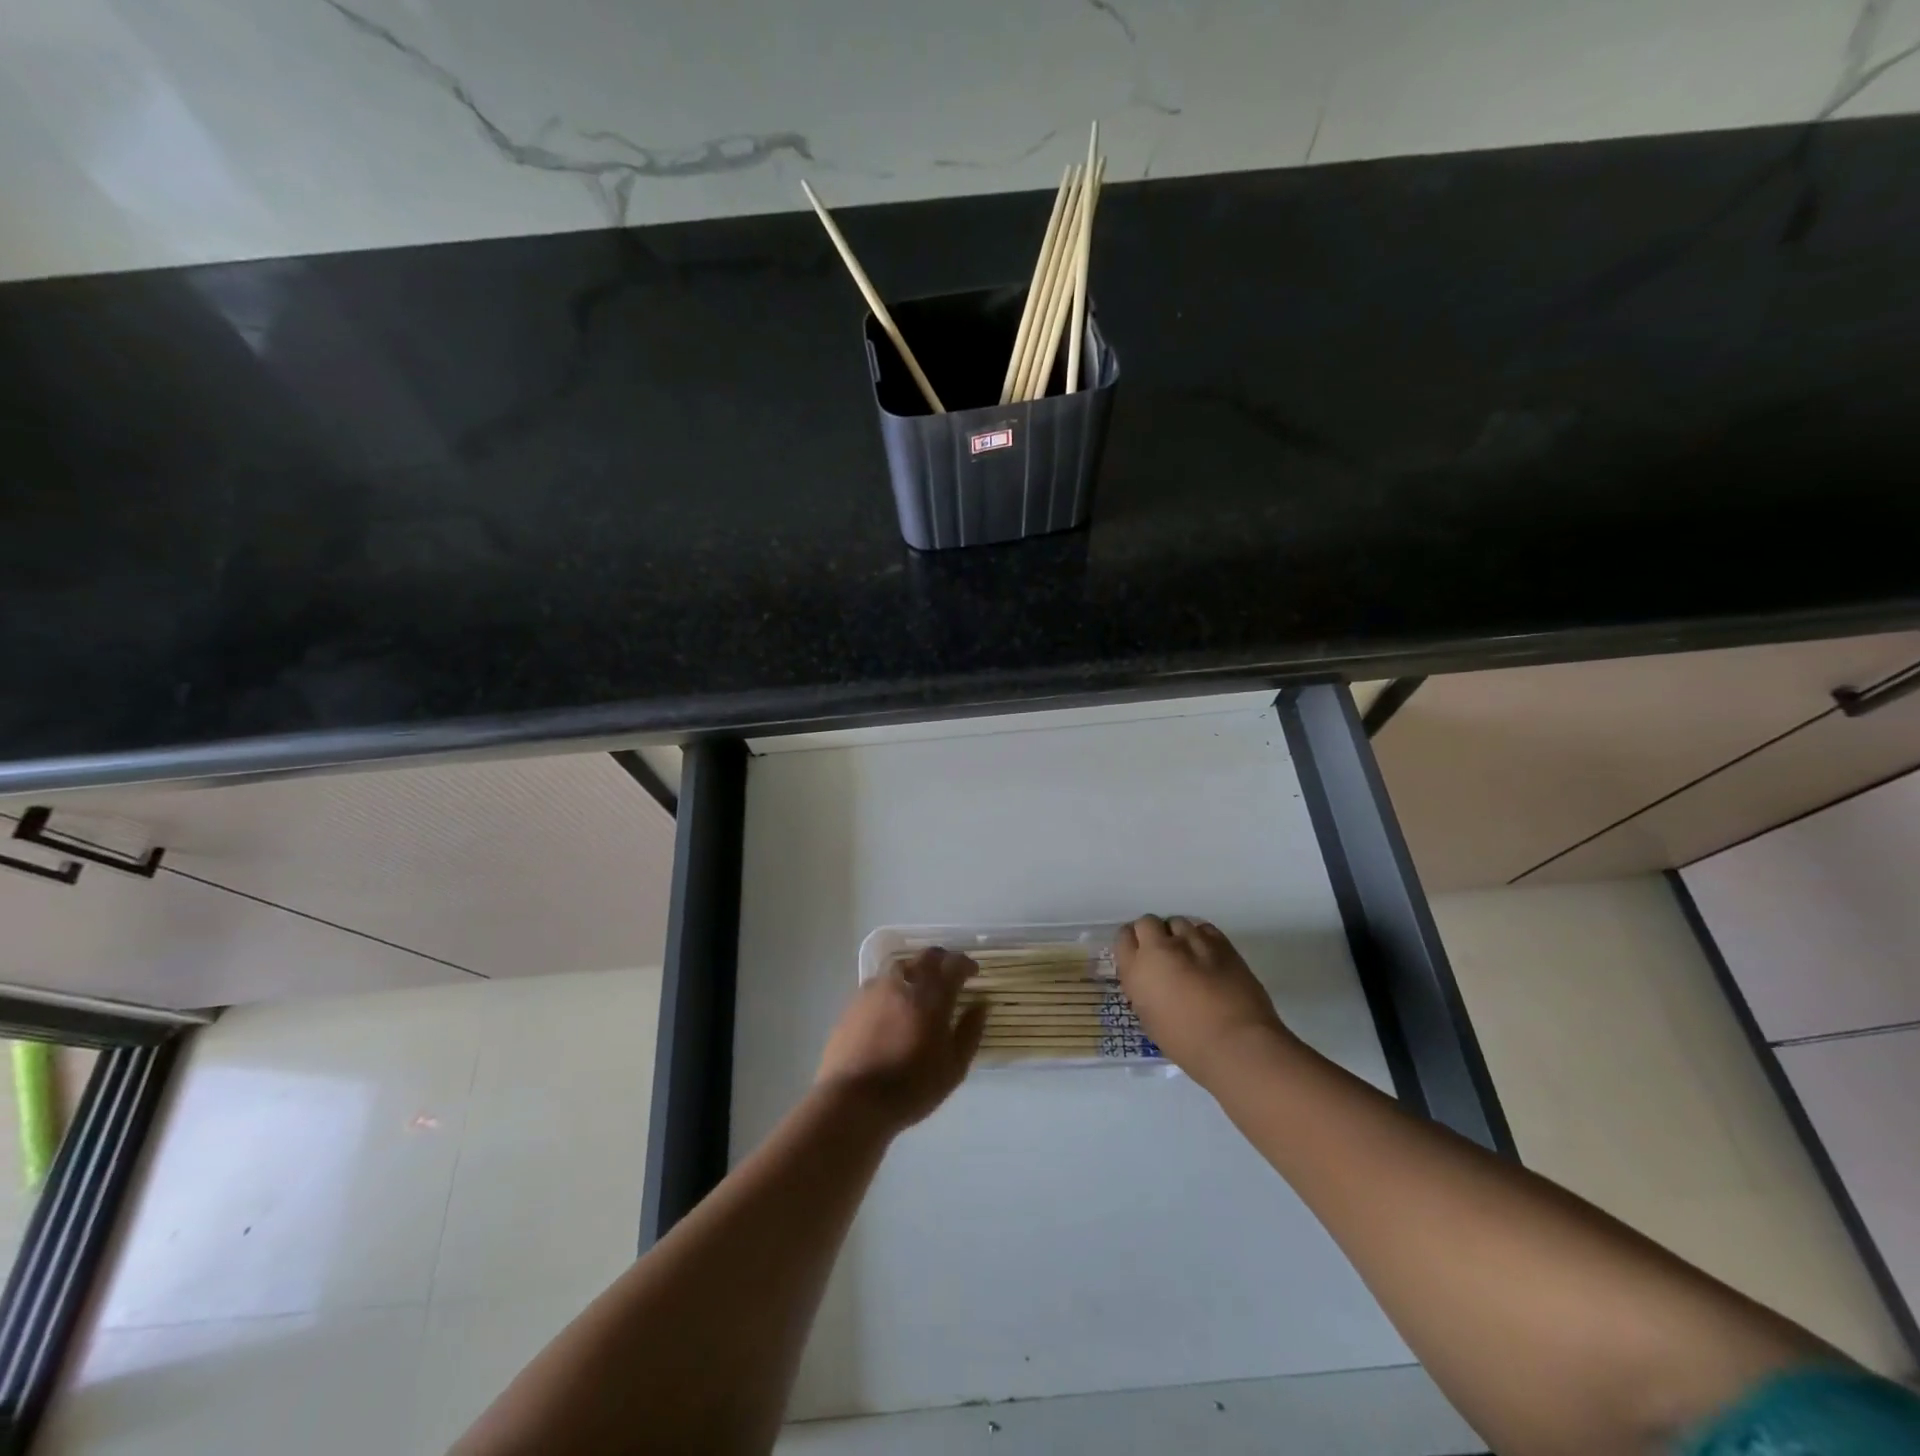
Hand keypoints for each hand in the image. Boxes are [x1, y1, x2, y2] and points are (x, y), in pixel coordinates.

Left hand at [816, 948, 987, 1132]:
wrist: (853, 1099)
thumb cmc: (911, 1087)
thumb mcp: (953, 1068)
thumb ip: (970, 1032)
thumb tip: (980, 1005)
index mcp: (932, 996)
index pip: (953, 964)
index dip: (966, 964)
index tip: (974, 972)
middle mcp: (903, 982)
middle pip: (926, 956)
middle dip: (942, 960)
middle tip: (949, 975)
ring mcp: (875, 989)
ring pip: (900, 965)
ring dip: (915, 970)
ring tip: (920, 989)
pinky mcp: (854, 1002)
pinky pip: (880, 983)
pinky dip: (893, 987)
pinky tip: (893, 1006)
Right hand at [1115, 915, 1293, 1086]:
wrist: (1236, 1044)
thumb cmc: (1187, 1044)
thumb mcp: (1150, 1020)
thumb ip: (1144, 991)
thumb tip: (1151, 981)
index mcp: (1137, 969)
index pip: (1123, 937)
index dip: (1132, 945)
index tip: (1140, 956)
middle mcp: (1160, 948)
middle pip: (1147, 922)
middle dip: (1153, 935)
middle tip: (1163, 955)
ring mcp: (1191, 941)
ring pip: (1176, 922)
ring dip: (1178, 935)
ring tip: (1188, 955)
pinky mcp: (1221, 942)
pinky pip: (1204, 928)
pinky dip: (1202, 937)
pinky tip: (1208, 955)